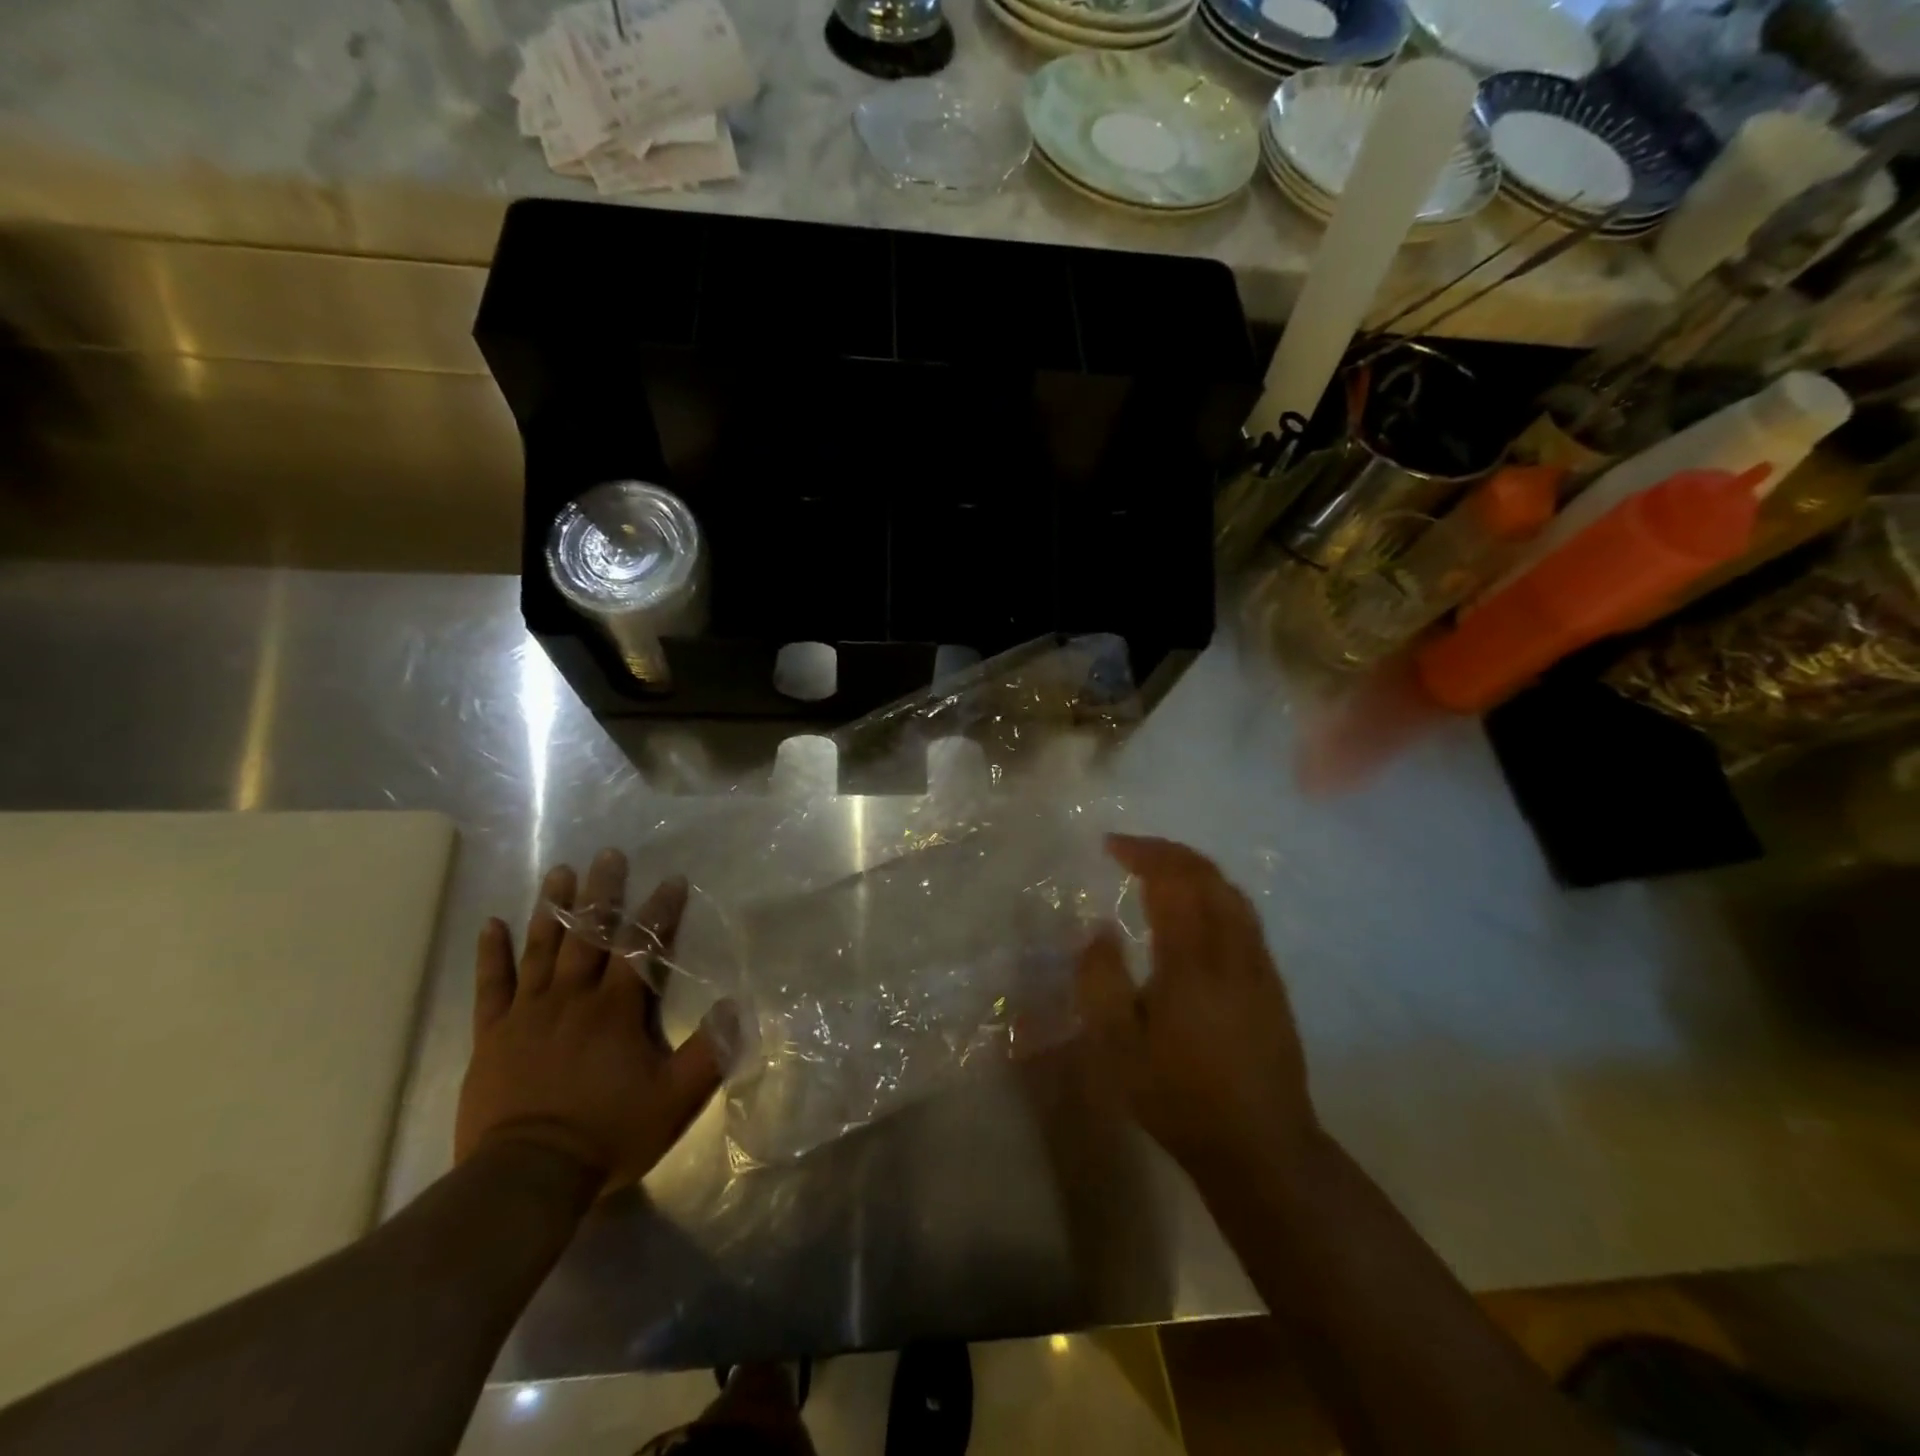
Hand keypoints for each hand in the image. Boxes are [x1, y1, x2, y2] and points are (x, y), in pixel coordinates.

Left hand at [456, 850, 724, 1193]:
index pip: (641, 948)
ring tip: (559, 872)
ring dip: (553, 909)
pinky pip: (491, 986)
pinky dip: (491, 954)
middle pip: (589, 935)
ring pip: (541, 949)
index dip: (659, 911)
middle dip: (602, 892)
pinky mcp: (493, 1035)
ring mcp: (527, 1014)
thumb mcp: (673, 1099)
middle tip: (607, 854)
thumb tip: (738, 1007)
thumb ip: (708, 1052)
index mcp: (615, 1010)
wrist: (525, 1178)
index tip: (672, 880)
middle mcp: (572, 999)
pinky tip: (491, 924)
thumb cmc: (606, 1134)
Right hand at [1075, 834, 1316, 1184]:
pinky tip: (1196, 910)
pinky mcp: (1272, 982)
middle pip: (1207, 875)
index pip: (1172, 881)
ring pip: (1231, 892)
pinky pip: (1243, 914)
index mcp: (1192, 961)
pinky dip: (1214, 892)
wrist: (1262, 1147)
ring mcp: (1259, 964)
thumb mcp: (1118, 1048)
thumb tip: (1099, 930)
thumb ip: (1100, 982)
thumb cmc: (1180, 1098)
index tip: (1111, 845)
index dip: (1142, 853)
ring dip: (1193, 869)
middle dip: (1167, 852)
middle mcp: (1232, 950)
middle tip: (1130, 850)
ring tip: (1160, 871)